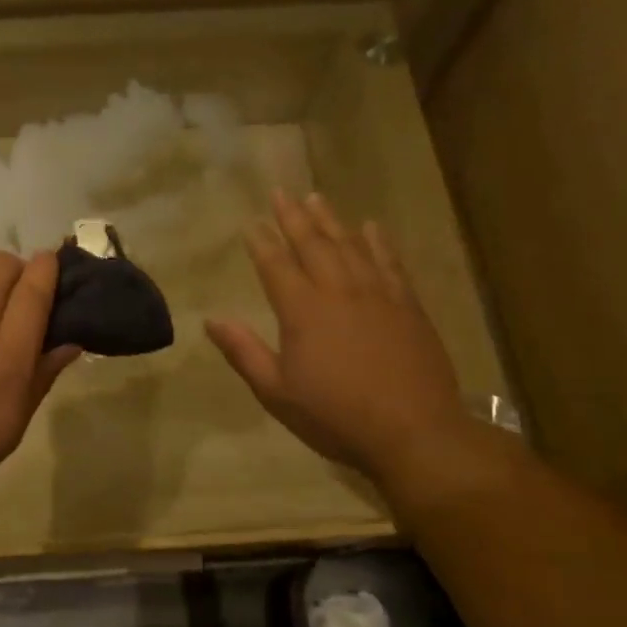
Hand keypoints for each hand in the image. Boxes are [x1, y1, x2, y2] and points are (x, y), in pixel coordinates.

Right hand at [205, 190, 481, 497]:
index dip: (261, 242)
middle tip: (280, 193)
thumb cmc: (336, 416)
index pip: (275, 265)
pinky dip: (379, 241)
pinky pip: (390, 262)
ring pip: (350, 245)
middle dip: (293, 217)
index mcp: (302, 311)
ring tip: (316, 198)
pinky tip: (371, 226)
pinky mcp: (408, 305)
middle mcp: (338, 291)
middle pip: (313, 244)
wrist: (414, 433)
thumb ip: (244, 352)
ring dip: (331, 220)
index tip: (250, 223)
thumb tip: (211, 320)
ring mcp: (378, 294)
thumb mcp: (277, 392)